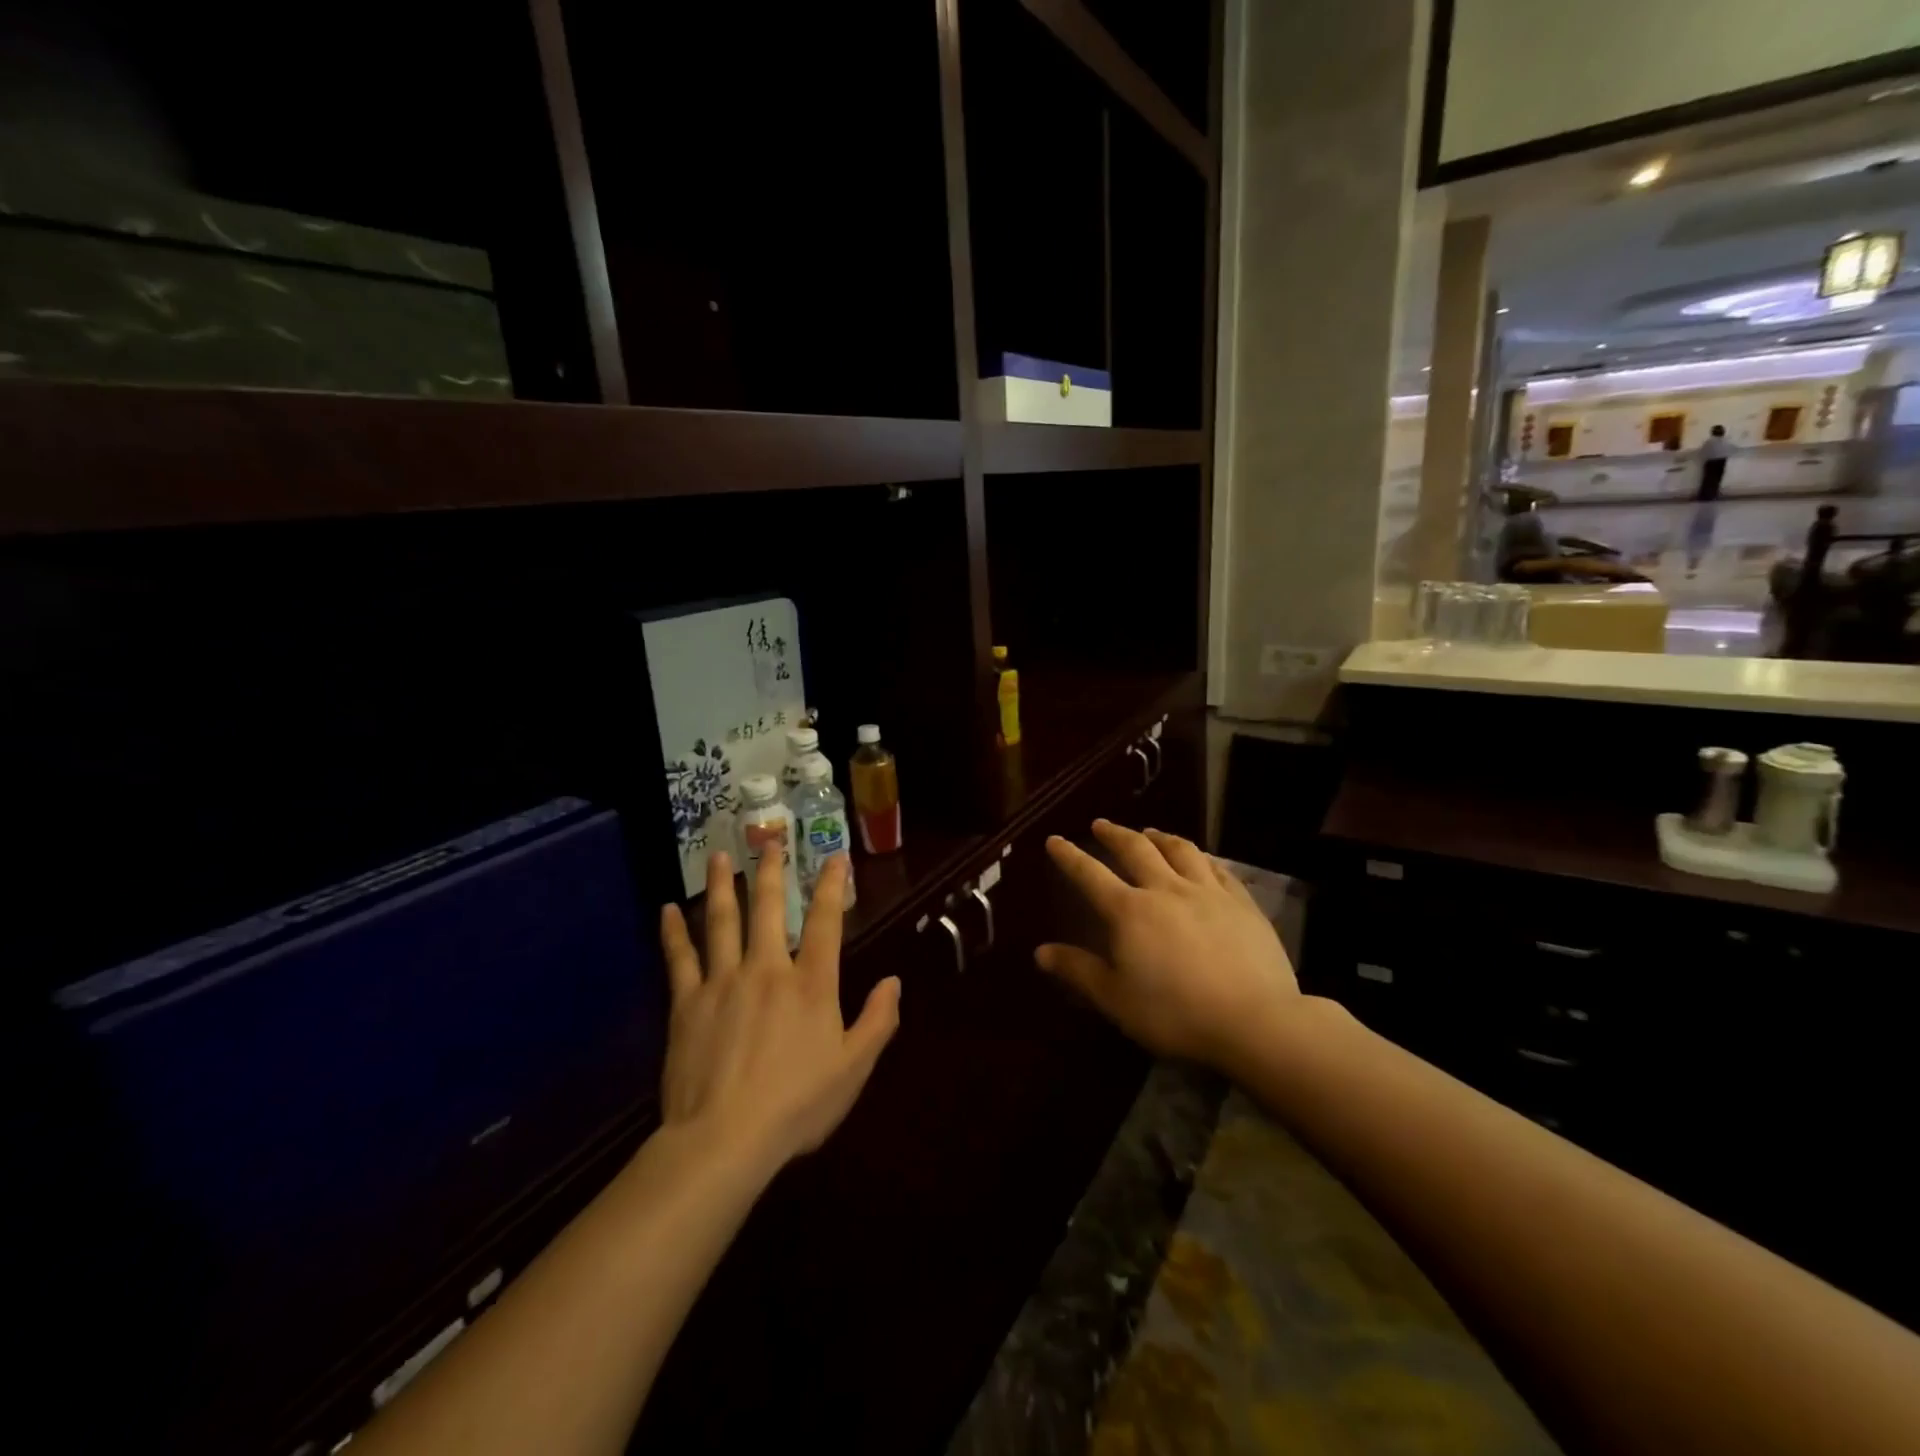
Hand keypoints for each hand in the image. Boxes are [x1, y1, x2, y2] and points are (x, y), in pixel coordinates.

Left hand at [659, 849, 899, 1177]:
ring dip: (721, 885)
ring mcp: (723, 982)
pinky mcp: (687, 1003)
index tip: (835, 858)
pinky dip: (673, 932)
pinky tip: (666, 910)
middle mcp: (767, 969)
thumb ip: (878, 1021)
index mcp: (811, 984)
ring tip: (719, 856)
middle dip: (772, 872)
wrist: (725, 1139)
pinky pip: (679, 958)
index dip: (832, 887)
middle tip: (770, 841)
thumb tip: (894, 981)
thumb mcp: (854, 1069)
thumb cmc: (797, 1106)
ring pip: (721, 921)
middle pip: (768, 909)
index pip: (826, 923)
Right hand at [1037, 820, 1299, 1069]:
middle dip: (1114, 834)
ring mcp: (1207, 892)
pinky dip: (1201, 857)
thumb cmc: (1175, 1014)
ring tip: (1149, 832)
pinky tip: (1199, 858)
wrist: (1254, 1021)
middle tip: (1101, 825)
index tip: (1055, 839)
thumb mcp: (1116, 999)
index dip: (1069, 856)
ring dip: (1159, 836)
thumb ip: (1078, 970)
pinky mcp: (1242, 902)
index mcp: (1129, 911)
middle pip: (1136, 849)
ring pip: (1179, 850)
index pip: (1090, 875)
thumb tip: (1040, 951)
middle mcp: (1165, 889)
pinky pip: (1217, 868)